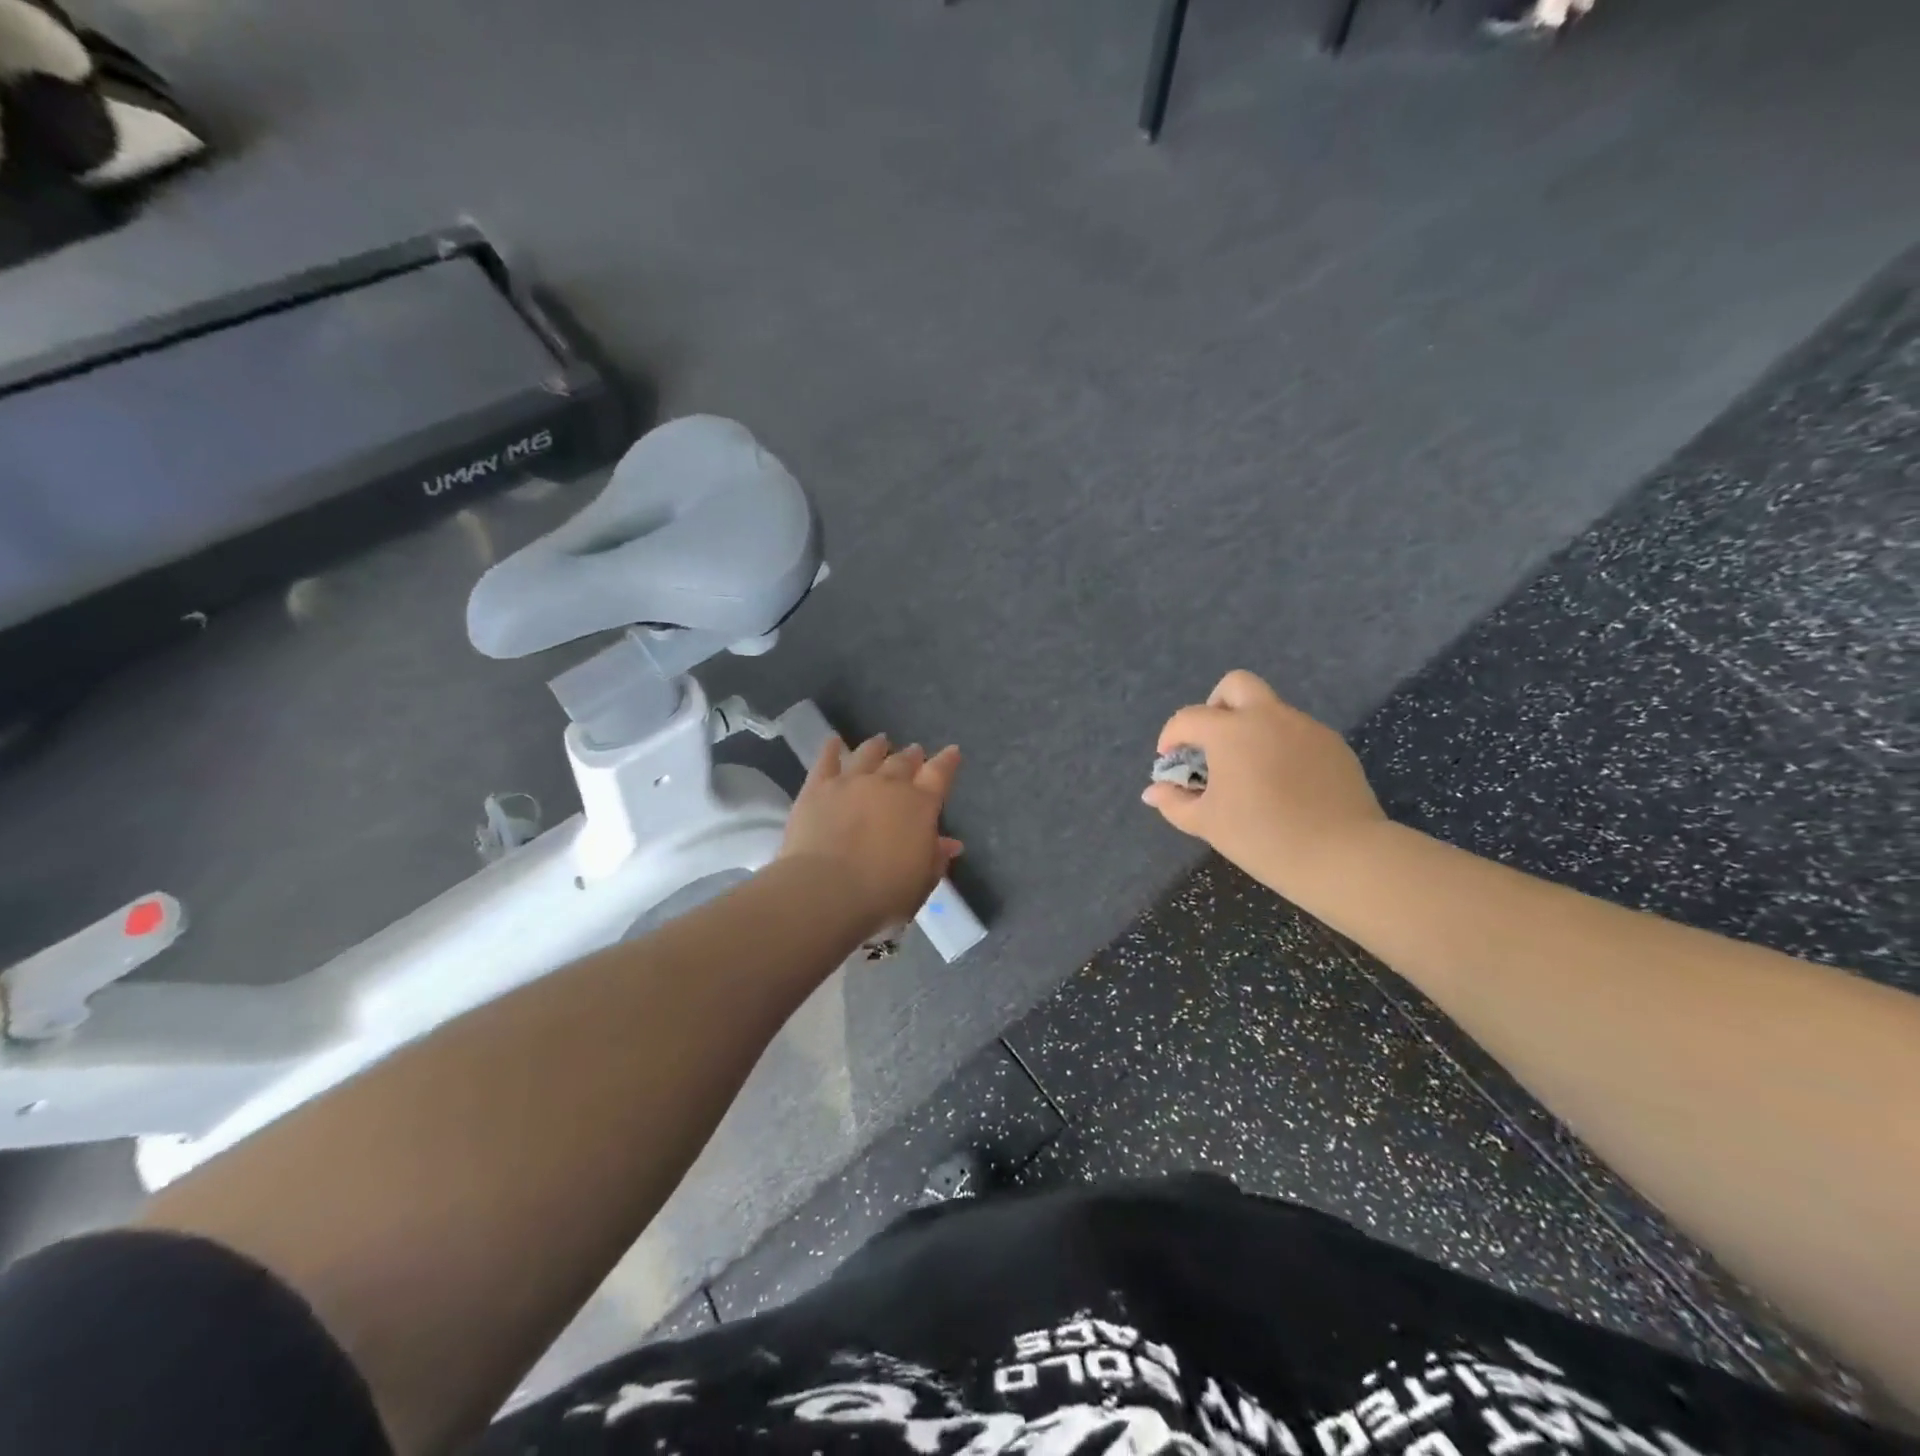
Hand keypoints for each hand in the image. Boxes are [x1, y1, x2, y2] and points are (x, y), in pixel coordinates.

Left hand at [778, 735, 962, 939]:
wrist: (826, 891)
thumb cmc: (883, 894)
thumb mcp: (921, 882)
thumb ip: (935, 858)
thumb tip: (950, 843)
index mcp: (920, 806)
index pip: (939, 774)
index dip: (947, 762)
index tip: (952, 752)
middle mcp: (888, 784)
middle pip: (903, 762)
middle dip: (912, 756)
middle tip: (915, 751)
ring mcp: (851, 781)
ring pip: (868, 754)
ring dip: (877, 747)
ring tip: (881, 741)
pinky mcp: (817, 787)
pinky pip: (826, 760)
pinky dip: (832, 749)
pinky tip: (834, 742)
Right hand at [1142, 670, 1386, 899]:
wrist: (1342, 855)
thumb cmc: (1262, 837)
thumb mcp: (1208, 823)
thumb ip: (1175, 802)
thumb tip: (1153, 792)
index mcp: (1231, 731)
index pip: (1189, 718)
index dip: (1172, 736)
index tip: (1170, 760)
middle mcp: (1268, 716)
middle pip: (1236, 685)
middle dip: (1216, 705)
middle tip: (1212, 742)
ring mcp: (1305, 727)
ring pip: (1270, 709)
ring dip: (1251, 728)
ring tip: (1249, 772)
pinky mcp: (1333, 744)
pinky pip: (1297, 733)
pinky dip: (1281, 747)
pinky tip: (1284, 784)